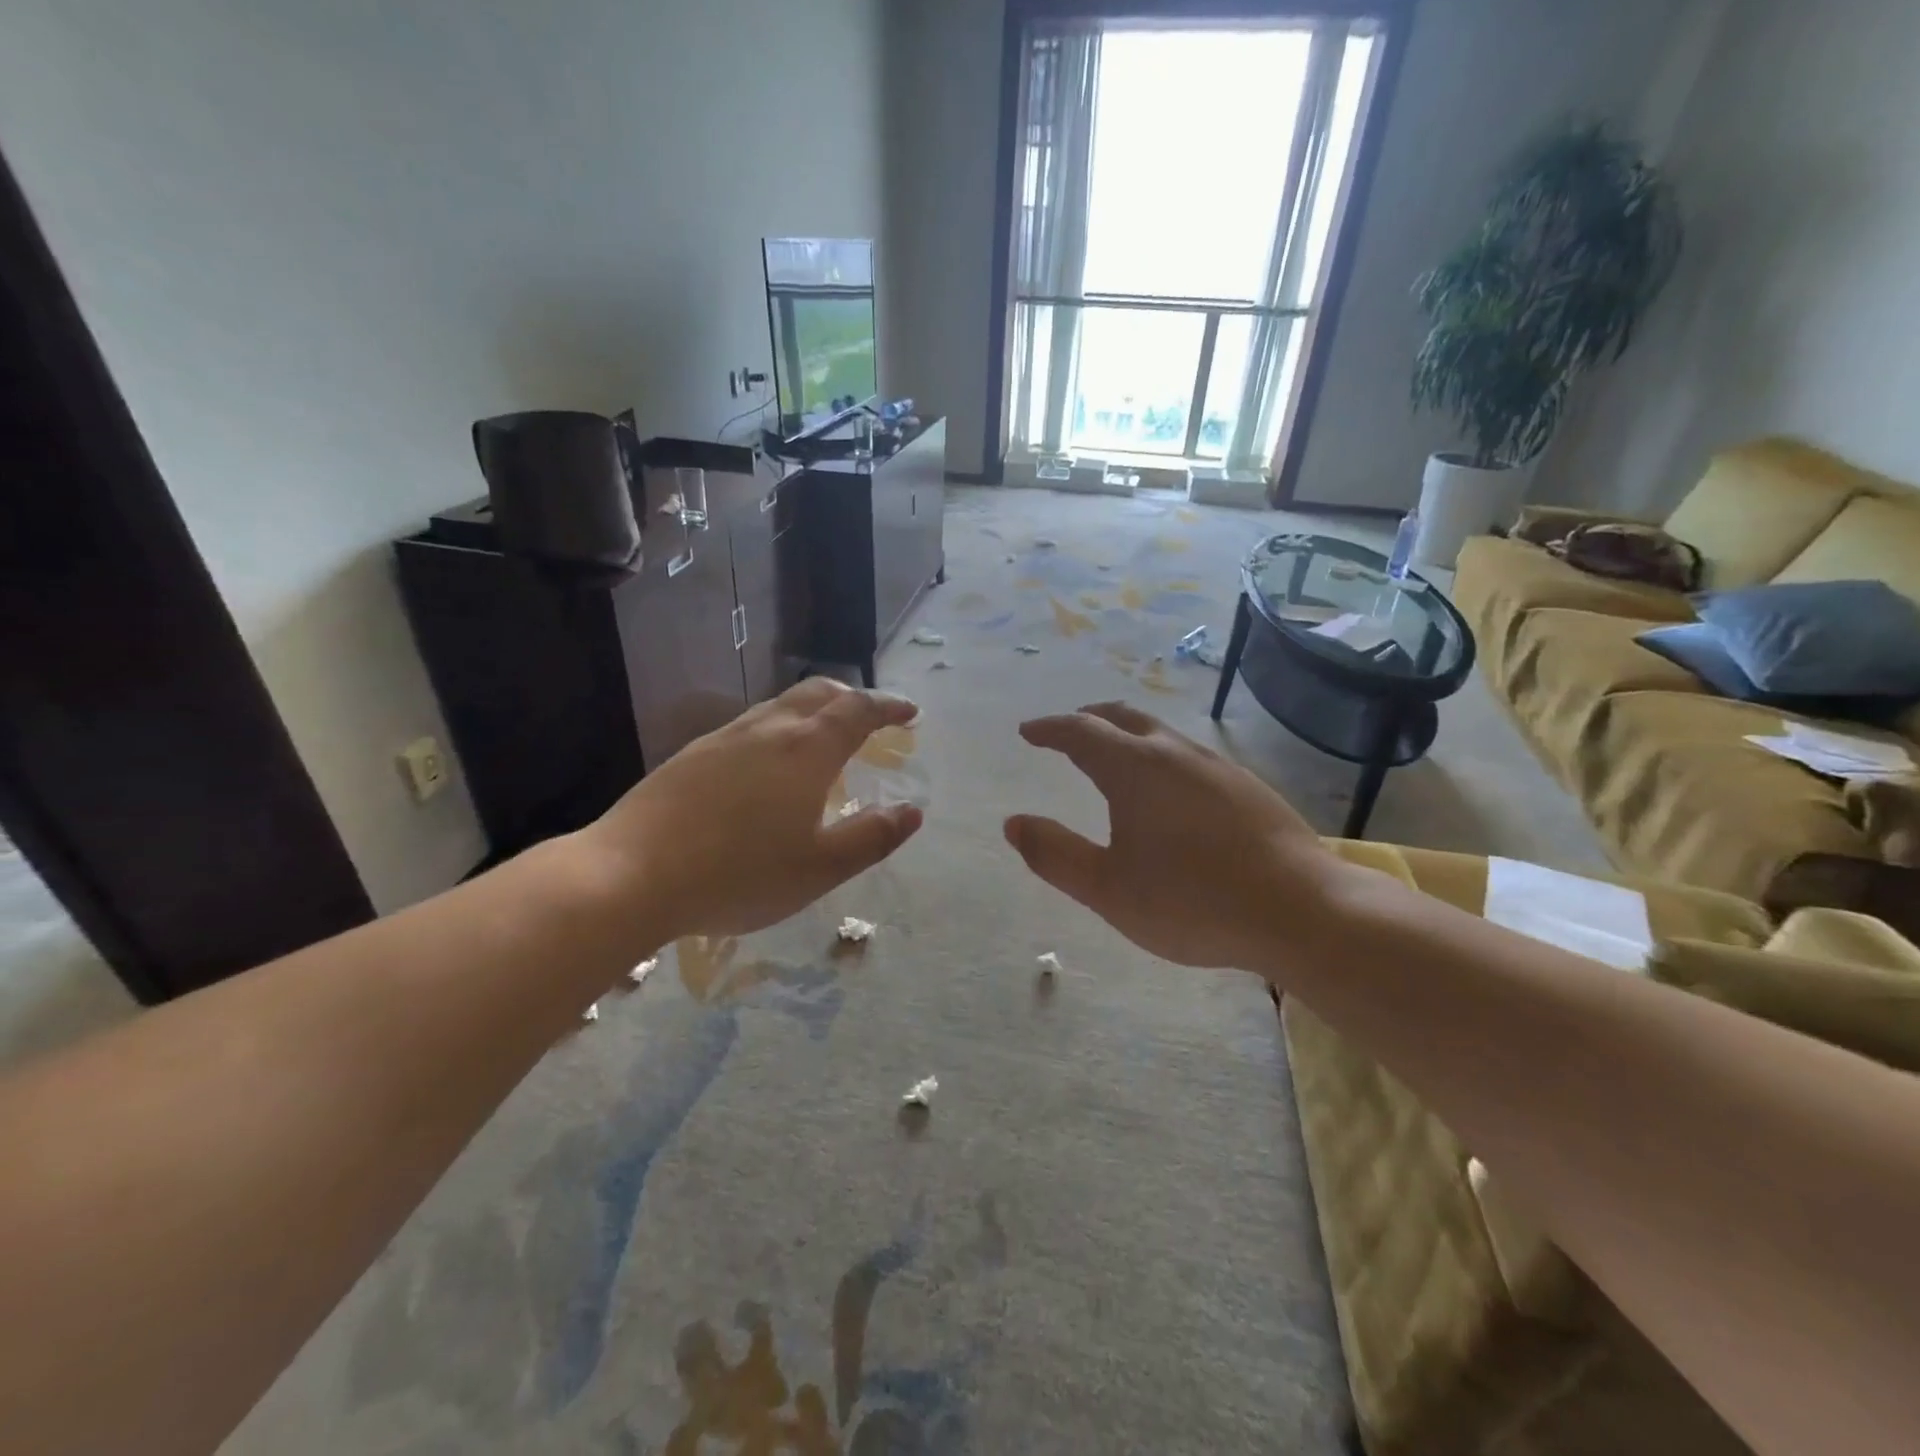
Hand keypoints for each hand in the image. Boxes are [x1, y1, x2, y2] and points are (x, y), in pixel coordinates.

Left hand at [579, 679, 923, 942]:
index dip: (888, 707)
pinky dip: (779, 729)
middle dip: (851, 698)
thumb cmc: (739, 873)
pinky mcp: (691, 755)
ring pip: (779, 706)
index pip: (857, 710)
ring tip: (823, 738)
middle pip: (818, 692)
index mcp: (806, 750)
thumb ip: (871, 837)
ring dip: (812, 711)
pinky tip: (768, 764)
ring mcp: (724, 738)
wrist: (630, 874)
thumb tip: (912, 811)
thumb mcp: (820, 868)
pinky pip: (750, 726)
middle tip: (871, 718)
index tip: (909, 712)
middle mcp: (767, 730)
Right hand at [1005, 702, 1342, 973]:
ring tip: (1112, 756)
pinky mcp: (1247, 785)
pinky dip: (1159, 754)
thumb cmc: (1192, 901)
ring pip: (1160, 733)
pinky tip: (1168, 788)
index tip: (1028, 731)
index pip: (1080, 732)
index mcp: (1134, 769)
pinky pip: (1188, 754)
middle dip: (1088, 719)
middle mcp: (1174, 753)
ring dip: (1127, 734)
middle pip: (1123, 718)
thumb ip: (1055, 854)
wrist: (1301, 910)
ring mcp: (1216, 766)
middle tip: (1066, 731)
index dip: (1049, 729)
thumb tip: (1013, 823)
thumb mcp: (1107, 889)